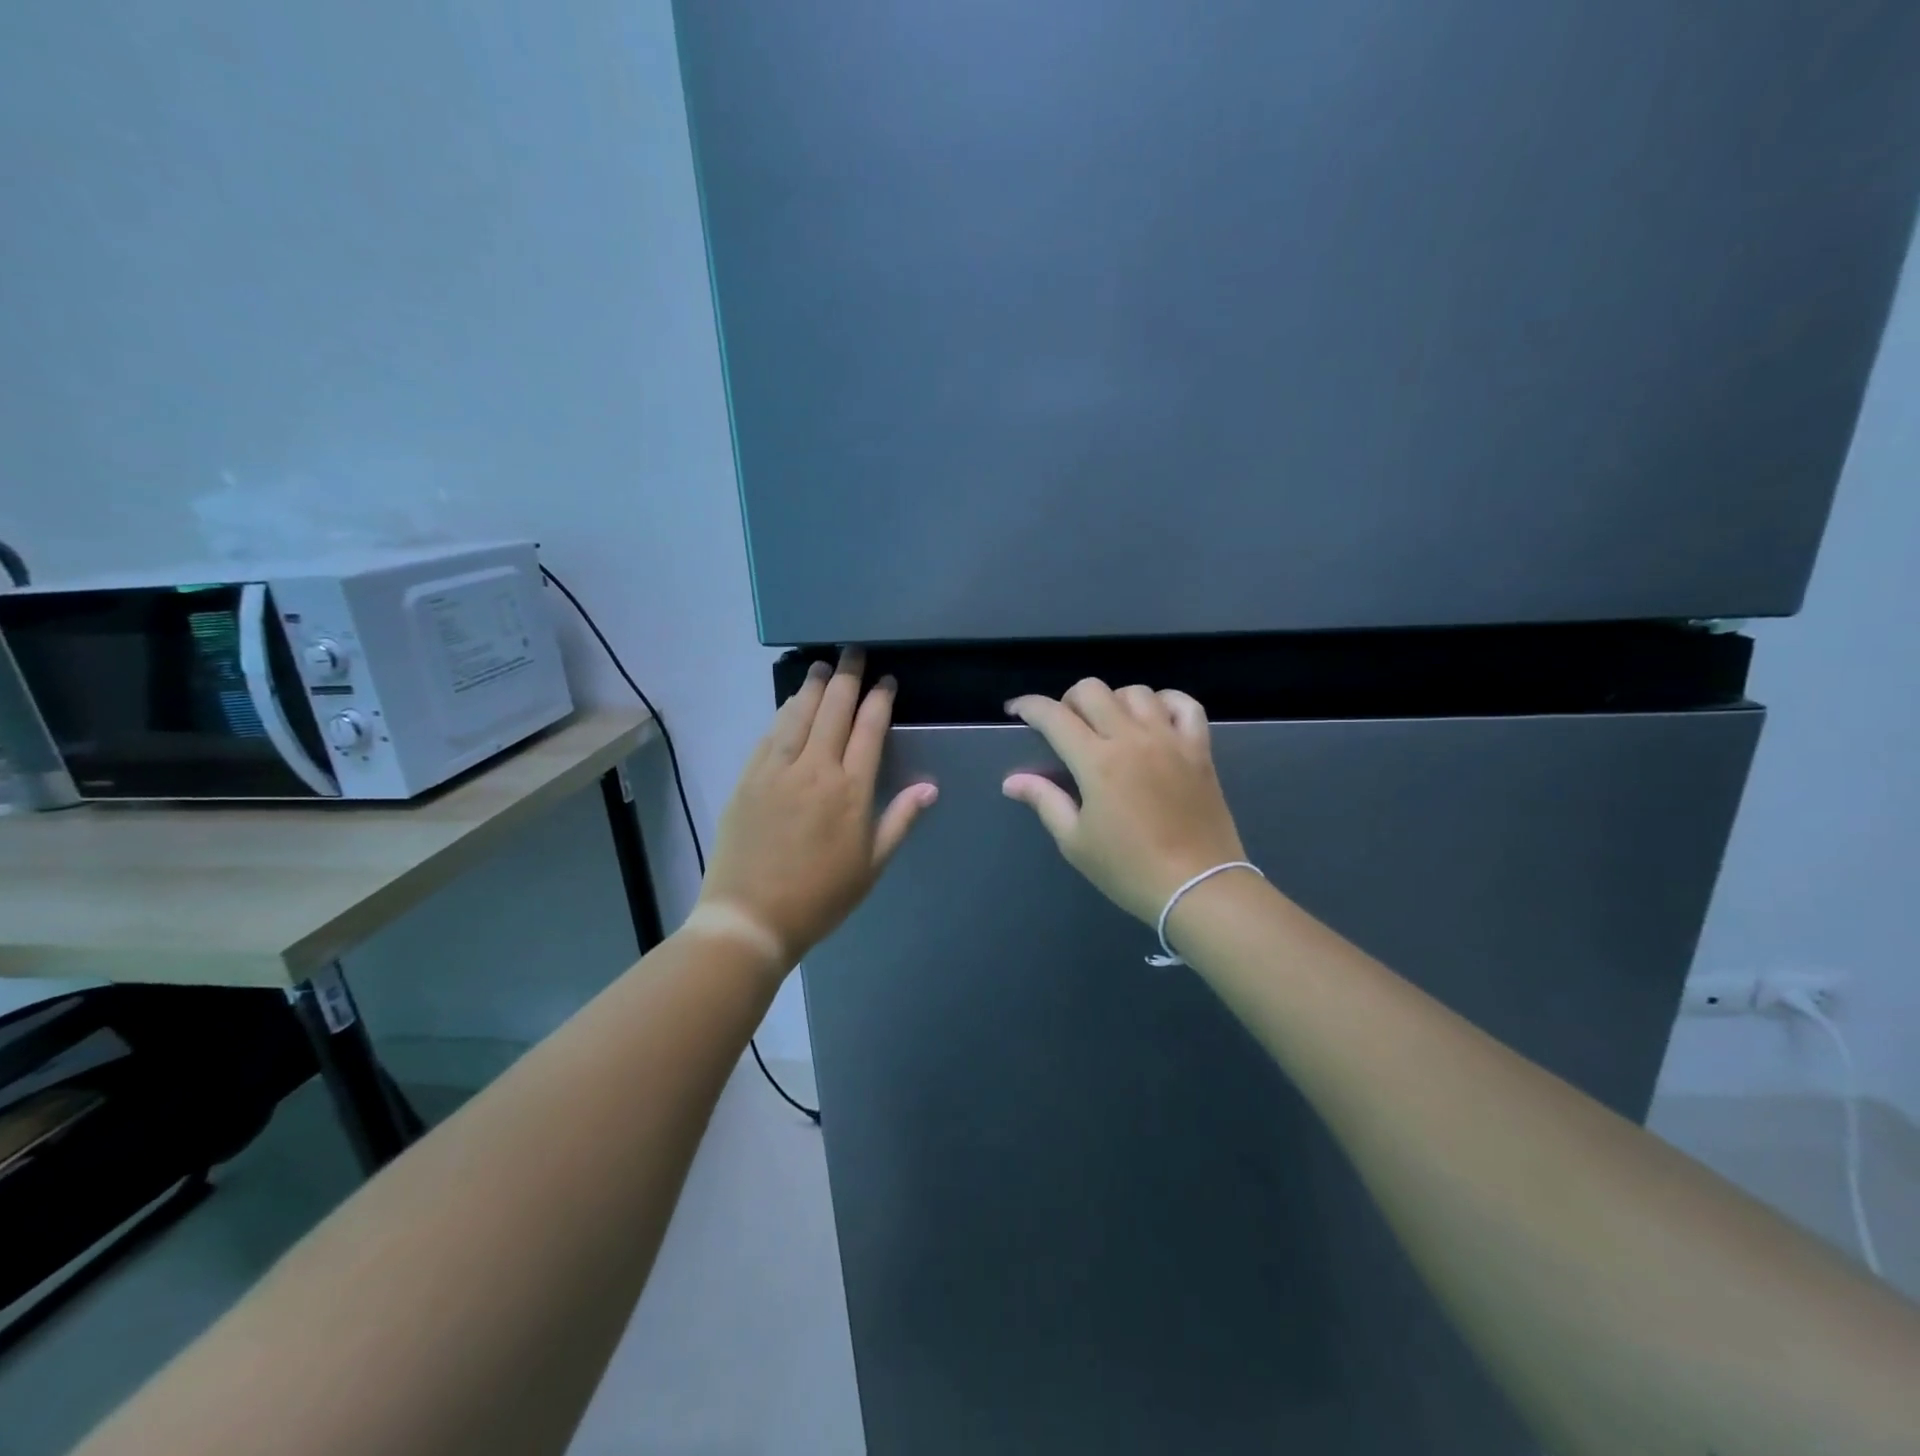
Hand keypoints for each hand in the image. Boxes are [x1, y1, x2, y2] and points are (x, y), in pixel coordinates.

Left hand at [696, 648, 937, 971]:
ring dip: (812, 687)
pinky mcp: (748, 779)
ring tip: (821, 666)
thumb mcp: (871, 865)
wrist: (750, 917)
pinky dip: (783, 714)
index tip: (886, 681)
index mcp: (850, 790)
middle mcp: (814, 769)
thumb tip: (929, 787)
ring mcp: (776, 771)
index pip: (869, 729)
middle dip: (847, 677)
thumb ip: (900, 820)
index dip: (880, 700)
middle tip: (853, 653)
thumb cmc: (820, 897)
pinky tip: (789, 704)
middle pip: (833, 710)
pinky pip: (769, 735)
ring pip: (798, 715)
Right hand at [1003, 679, 1244, 925]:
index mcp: (1096, 761)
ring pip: (1136, 692)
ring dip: (1113, 700)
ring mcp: (1170, 739)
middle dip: (1068, 700)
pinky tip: (1155, 717)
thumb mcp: (1075, 841)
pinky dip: (1166, 701)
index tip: (1016, 710)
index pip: (1054, 716)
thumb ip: (1045, 801)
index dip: (1029, 706)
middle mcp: (1132, 738)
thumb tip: (1011, 780)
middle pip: (1093, 690)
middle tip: (1064, 726)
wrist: (1198, 887)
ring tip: (1109, 725)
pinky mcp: (1199, 749)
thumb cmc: (1128, 869)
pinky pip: (1184, 705)